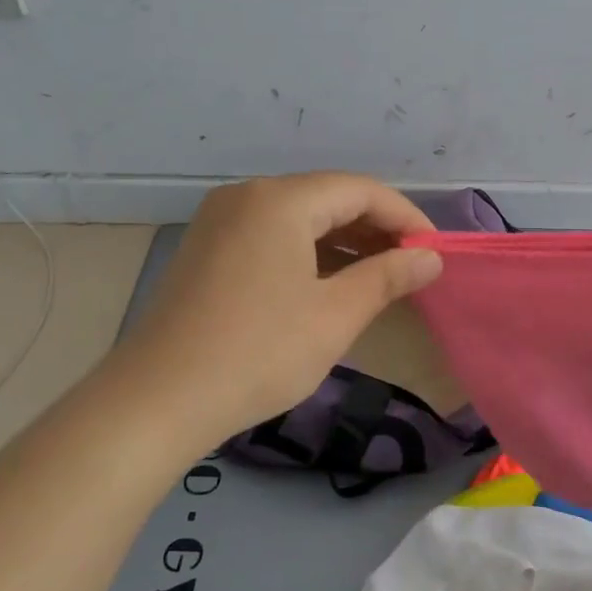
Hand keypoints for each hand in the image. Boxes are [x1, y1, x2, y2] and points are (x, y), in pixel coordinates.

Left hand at [115, 174, 441, 444]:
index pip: (360, 190)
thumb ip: (388, 277)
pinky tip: (329, 283)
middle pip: (328, 197)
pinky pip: (272, 234)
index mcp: (280, 200)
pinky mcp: (207, 248)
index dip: (405, 217)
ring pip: (299, 217)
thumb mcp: (335, 316)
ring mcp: (221, 221)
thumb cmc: (258, 352)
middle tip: (410, 267)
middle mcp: (247, 196)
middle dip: (375, 228)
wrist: (158, 400)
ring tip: (378, 277)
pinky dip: (308, 252)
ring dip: (343, 241)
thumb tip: (430, 257)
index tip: (434, 252)